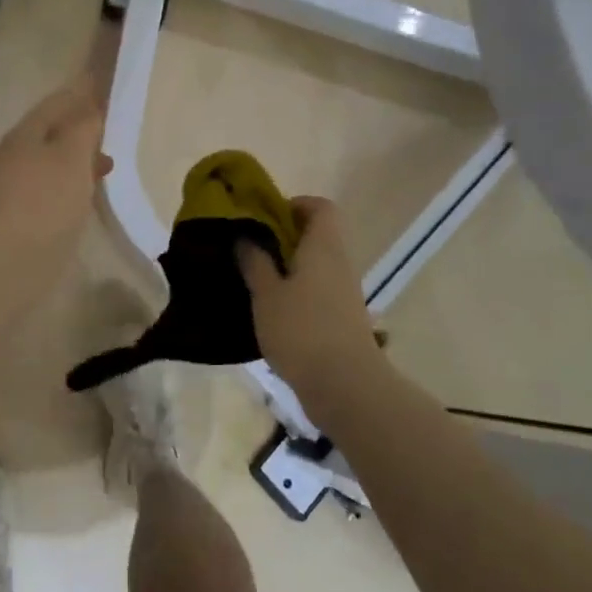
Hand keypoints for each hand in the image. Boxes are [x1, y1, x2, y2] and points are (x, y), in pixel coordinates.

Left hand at [0, 76, 110, 287]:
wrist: (6, 267)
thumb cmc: (44, 203)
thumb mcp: (72, 157)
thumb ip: (84, 127)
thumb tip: (91, 108)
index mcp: (25, 134)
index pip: (57, 102)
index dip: (82, 92)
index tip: (105, 85)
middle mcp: (15, 156)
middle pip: (52, 132)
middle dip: (82, 126)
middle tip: (113, 124)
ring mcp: (15, 189)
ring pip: (53, 162)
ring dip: (79, 158)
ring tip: (109, 163)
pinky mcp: (21, 218)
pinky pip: (51, 189)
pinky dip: (73, 184)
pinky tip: (88, 196)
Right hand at [237, 197, 382, 394]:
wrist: (346, 387)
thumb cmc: (302, 330)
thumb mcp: (267, 294)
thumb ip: (255, 262)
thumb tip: (245, 236)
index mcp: (323, 246)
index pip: (320, 207)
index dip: (294, 205)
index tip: (264, 216)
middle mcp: (339, 263)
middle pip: (316, 235)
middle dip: (283, 238)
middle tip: (249, 247)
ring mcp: (343, 293)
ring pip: (315, 265)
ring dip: (287, 268)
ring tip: (253, 279)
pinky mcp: (341, 319)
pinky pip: (317, 291)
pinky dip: (295, 292)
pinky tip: (269, 310)